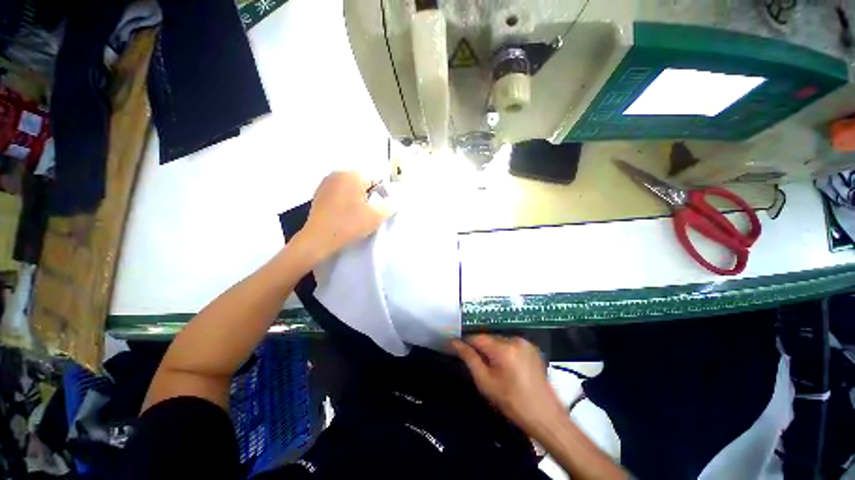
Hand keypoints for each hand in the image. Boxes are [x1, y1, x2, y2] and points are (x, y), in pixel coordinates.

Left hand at [298, 171, 390, 260]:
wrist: (318, 240)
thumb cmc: (349, 224)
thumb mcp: (377, 216)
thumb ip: (390, 206)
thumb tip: (393, 202)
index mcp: (352, 175)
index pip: (376, 180)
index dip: (382, 195)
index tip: (381, 210)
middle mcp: (337, 174)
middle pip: (362, 184)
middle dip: (369, 197)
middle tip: (370, 214)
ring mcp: (325, 184)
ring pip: (350, 189)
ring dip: (358, 200)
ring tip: (357, 216)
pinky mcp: (318, 194)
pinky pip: (339, 195)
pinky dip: (345, 203)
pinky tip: (345, 216)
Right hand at [452, 335, 564, 434]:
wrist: (545, 417)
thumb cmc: (512, 403)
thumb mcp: (485, 383)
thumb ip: (469, 359)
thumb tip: (455, 343)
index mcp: (504, 348)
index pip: (477, 337)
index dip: (465, 342)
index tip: (455, 347)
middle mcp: (515, 340)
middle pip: (489, 338)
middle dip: (480, 348)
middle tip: (477, 365)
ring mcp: (525, 343)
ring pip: (499, 341)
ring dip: (492, 350)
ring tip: (492, 368)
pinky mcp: (532, 348)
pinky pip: (511, 344)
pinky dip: (504, 351)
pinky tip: (506, 367)